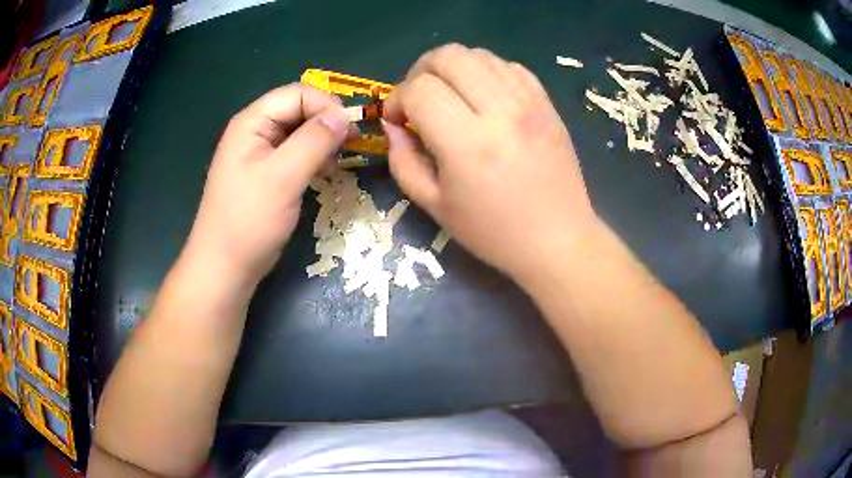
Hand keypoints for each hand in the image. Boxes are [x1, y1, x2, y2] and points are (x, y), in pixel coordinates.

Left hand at [184, 84, 350, 288]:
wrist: (226, 267)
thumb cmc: (248, 221)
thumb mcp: (283, 177)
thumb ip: (314, 141)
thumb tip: (345, 116)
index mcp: (251, 122)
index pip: (297, 93)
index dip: (326, 106)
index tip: (349, 132)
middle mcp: (255, 130)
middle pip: (298, 108)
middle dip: (326, 122)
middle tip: (347, 146)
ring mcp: (259, 152)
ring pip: (299, 131)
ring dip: (322, 140)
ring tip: (337, 159)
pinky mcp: (266, 173)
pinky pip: (295, 152)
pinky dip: (313, 156)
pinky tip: (323, 171)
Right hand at [383, 44, 598, 281]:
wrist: (558, 239)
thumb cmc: (493, 233)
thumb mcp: (435, 206)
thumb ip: (403, 161)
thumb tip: (392, 124)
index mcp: (467, 144)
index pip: (419, 90)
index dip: (396, 98)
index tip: (396, 119)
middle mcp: (500, 112)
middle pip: (448, 56)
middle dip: (420, 71)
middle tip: (418, 98)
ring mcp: (529, 103)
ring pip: (478, 54)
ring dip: (452, 68)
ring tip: (450, 96)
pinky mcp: (546, 103)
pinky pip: (509, 66)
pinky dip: (486, 72)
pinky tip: (482, 96)